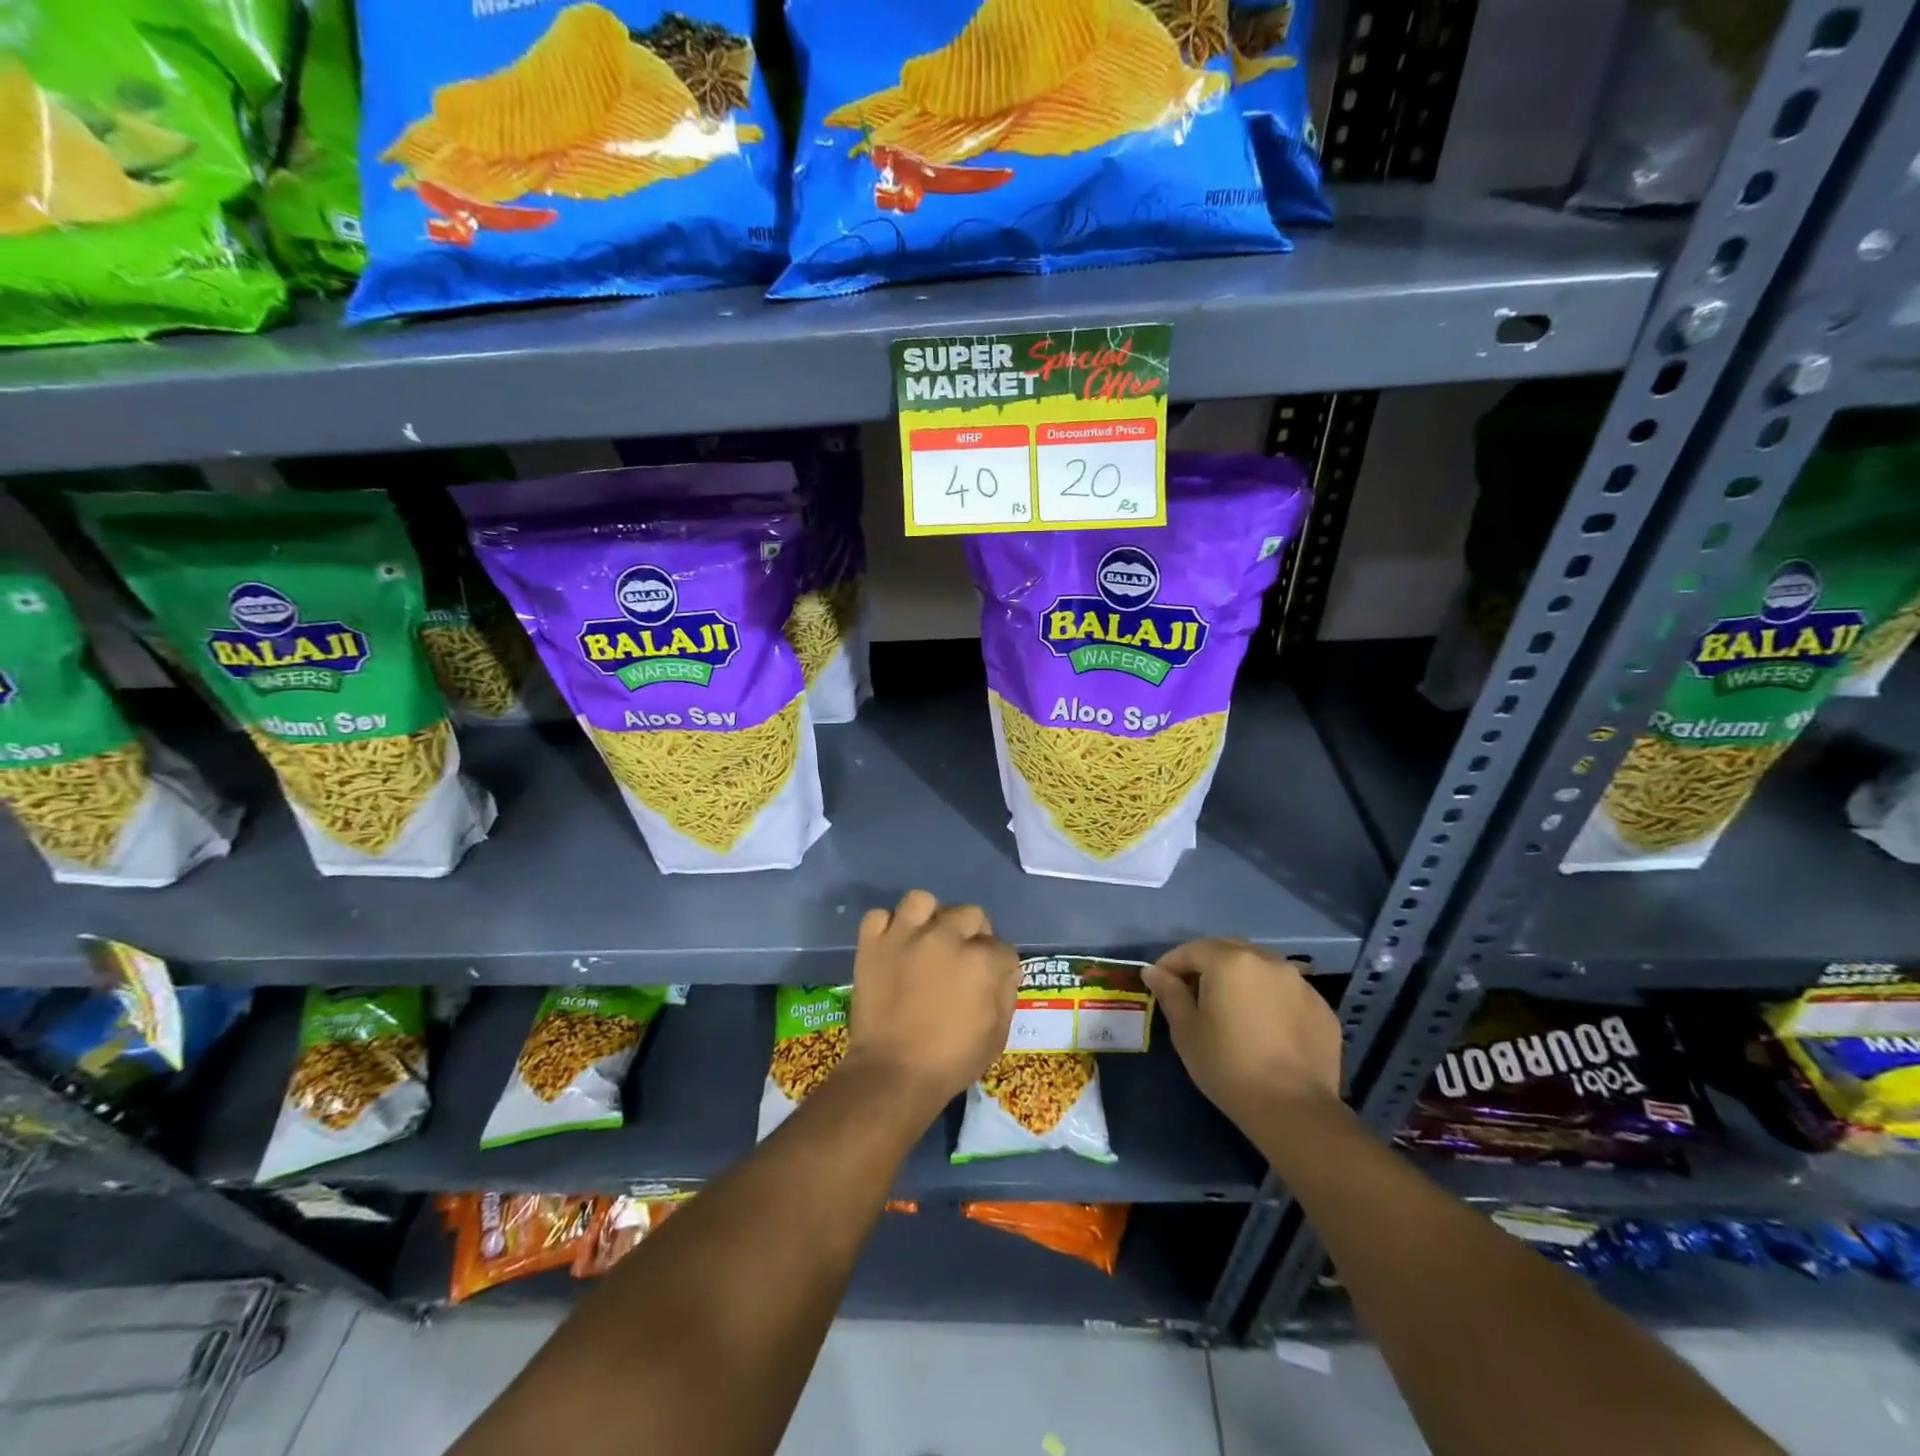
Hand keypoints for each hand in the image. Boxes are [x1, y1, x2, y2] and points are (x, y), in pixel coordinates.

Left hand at [842, 889, 1020, 1116]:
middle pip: (970, 914)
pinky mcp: (872, 943)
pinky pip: (879, 916)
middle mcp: (945, 937)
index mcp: (980, 960)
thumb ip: (1006, 994)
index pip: (1003, 948)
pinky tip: (893, 945)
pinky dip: (886, 927)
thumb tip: (1004, 972)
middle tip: (962, 959)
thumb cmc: (950, 1061)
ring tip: (926, 939)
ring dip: (929, 918)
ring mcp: (905, 936)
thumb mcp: (997, 1035)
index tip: (991, 981)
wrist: (892, 1074)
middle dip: (973, 936)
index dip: (1000, 966)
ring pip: (923, 901)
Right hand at [1143, 940, 1339, 1126]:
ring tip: (1232, 1007)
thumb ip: (1169, 993)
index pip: (1191, 950)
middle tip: (1194, 991)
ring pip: (1260, 967)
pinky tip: (1265, 1026)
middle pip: (1228, 950)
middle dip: (1207, 964)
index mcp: (1230, 961)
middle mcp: (1267, 960)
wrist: (1294, 1110)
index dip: (1171, 964)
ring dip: (1241, 978)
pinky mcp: (1321, 1007)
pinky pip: (1286, 991)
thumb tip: (1153, 971)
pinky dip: (1270, 998)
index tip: (1160, 983)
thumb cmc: (1228, 1066)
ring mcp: (1299, 982)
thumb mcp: (1186, 1030)